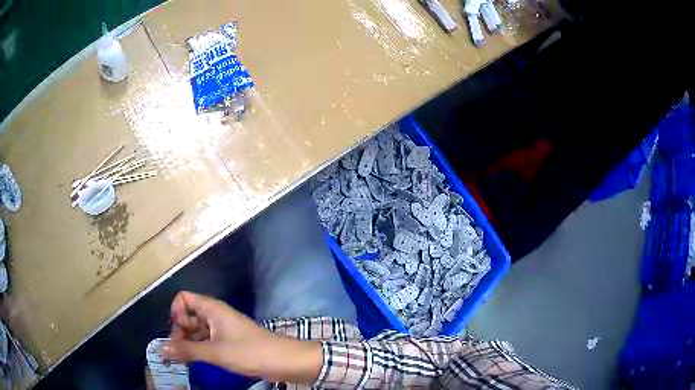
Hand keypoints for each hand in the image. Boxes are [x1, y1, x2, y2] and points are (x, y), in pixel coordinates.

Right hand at [160, 291, 321, 383]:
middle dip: (180, 331)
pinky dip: (199, 348)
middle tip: (179, 351)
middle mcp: (215, 315)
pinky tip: (195, 361)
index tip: (178, 332)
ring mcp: (222, 329)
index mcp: (212, 308)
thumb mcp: (215, 352)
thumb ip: (187, 350)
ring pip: (197, 330)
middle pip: (188, 315)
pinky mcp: (228, 342)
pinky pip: (206, 340)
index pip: (183, 298)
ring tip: (183, 359)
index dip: (176, 313)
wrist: (285, 362)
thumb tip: (160, 349)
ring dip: (188, 342)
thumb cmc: (250, 352)